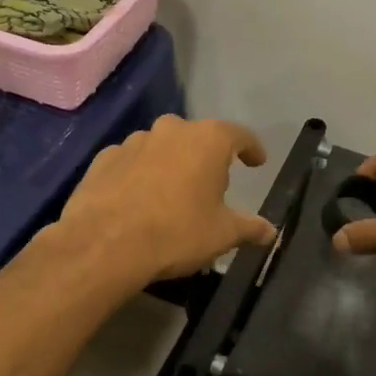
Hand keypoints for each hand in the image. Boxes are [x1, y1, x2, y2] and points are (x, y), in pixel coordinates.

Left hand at [58, 115, 277, 284]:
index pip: (239, 135)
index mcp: (207, 140)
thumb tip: (272, 232)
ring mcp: (133, 141)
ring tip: (172, 196)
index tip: (257, 162)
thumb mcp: (222, 235)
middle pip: (197, 138)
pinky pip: (131, 162)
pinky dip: (139, 175)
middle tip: (212, 187)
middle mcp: (171, 130)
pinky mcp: (103, 159)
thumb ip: (250, 227)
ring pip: (161, 148)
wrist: (104, 244)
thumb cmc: (176, 233)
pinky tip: (138, 200)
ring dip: (171, 165)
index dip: (252, 148)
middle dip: (207, 158)